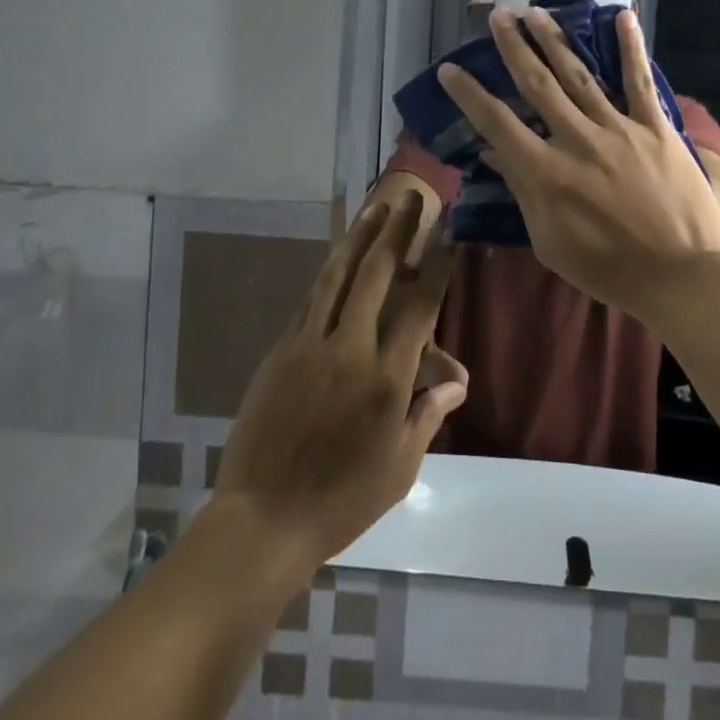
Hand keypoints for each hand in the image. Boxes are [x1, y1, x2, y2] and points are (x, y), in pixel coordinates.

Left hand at [211, 195, 469, 572]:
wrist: (262, 521)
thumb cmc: (342, 501)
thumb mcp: (400, 466)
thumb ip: (428, 414)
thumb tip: (457, 380)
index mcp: (387, 379)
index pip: (420, 307)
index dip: (437, 266)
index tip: (449, 233)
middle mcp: (350, 349)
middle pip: (377, 275)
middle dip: (398, 232)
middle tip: (410, 198)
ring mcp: (310, 345)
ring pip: (337, 276)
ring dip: (359, 238)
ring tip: (374, 209)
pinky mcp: (281, 352)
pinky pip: (311, 301)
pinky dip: (330, 273)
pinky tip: (339, 258)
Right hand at [437, 7, 719, 320]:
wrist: (680, 276)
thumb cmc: (609, 269)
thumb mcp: (550, 242)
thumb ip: (521, 192)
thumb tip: (491, 152)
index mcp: (546, 173)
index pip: (497, 123)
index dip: (470, 94)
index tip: (449, 69)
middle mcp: (577, 140)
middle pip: (537, 84)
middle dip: (514, 47)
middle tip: (498, 16)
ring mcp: (618, 129)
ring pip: (579, 75)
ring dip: (554, 40)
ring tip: (535, 12)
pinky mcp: (655, 127)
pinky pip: (639, 81)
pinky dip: (630, 47)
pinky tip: (621, 16)